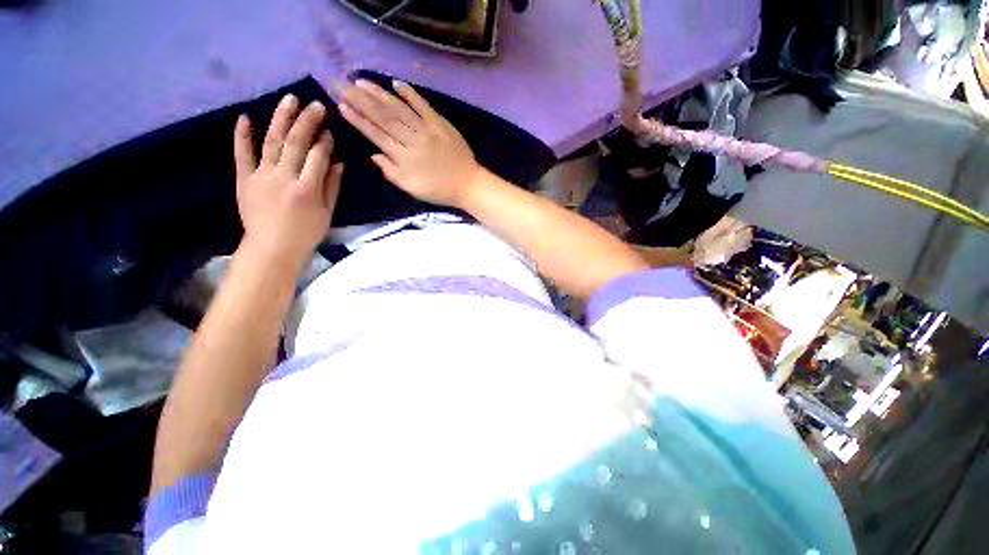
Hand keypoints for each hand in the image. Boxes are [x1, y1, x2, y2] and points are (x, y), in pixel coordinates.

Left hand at [234, 95, 342, 269]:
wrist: (271, 248)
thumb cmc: (305, 233)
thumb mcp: (327, 213)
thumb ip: (332, 186)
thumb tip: (338, 162)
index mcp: (307, 189)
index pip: (318, 157)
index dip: (325, 142)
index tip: (330, 131)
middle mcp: (284, 178)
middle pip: (296, 143)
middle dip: (308, 121)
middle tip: (317, 105)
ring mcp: (261, 176)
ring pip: (271, 141)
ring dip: (281, 118)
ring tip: (290, 100)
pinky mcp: (244, 179)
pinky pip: (242, 154)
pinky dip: (242, 135)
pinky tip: (246, 116)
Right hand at [338, 79, 480, 207]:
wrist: (467, 184)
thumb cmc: (439, 190)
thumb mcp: (411, 189)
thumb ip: (391, 172)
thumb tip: (373, 154)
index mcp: (403, 158)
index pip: (376, 135)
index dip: (358, 120)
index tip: (341, 106)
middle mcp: (412, 139)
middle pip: (383, 117)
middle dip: (361, 100)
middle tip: (342, 84)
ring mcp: (426, 129)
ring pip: (399, 109)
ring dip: (379, 94)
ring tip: (361, 81)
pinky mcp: (440, 123)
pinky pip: (422, 105)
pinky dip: (409, 94)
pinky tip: (395, 83)